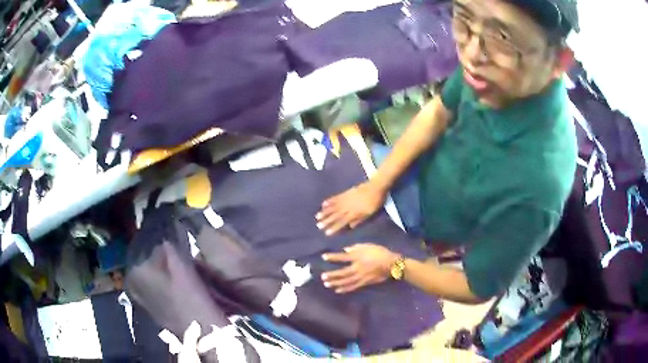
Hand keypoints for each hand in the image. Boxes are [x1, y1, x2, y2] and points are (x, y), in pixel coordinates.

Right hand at [316, 182, 386, 235]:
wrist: (375, 186)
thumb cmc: (375, 202)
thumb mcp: (370, 213)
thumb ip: (359, 220)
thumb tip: (350, 226)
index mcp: (353, 213)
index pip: (342, 222)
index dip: (334, 227)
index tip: (327, 233)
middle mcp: (347, 207)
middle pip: (335, 215)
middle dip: (327, 221)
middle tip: (318, 226)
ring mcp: (345, 199)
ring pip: (333, 207)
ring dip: (325, 212)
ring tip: (317, 216)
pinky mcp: (345, 192)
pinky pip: (335, 197)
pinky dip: (329, 201)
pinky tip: (323, 204)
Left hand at [321, 244, 399, 293]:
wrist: (391, 264)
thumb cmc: (380, 253)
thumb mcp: (368, 246)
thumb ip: (356, 247)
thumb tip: (345, 250)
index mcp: (358, 257)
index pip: (342, 257)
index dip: (333, 257)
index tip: (324, 257)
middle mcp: (357, 268)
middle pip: (342, 272)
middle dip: (332, 275)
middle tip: (323, 277)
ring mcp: (360, 276)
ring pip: (346, 281)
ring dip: (336, 283)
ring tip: (327, 284)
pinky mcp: (364, 282)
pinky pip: (353, 287)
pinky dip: (345, 289)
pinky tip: (338, 290)